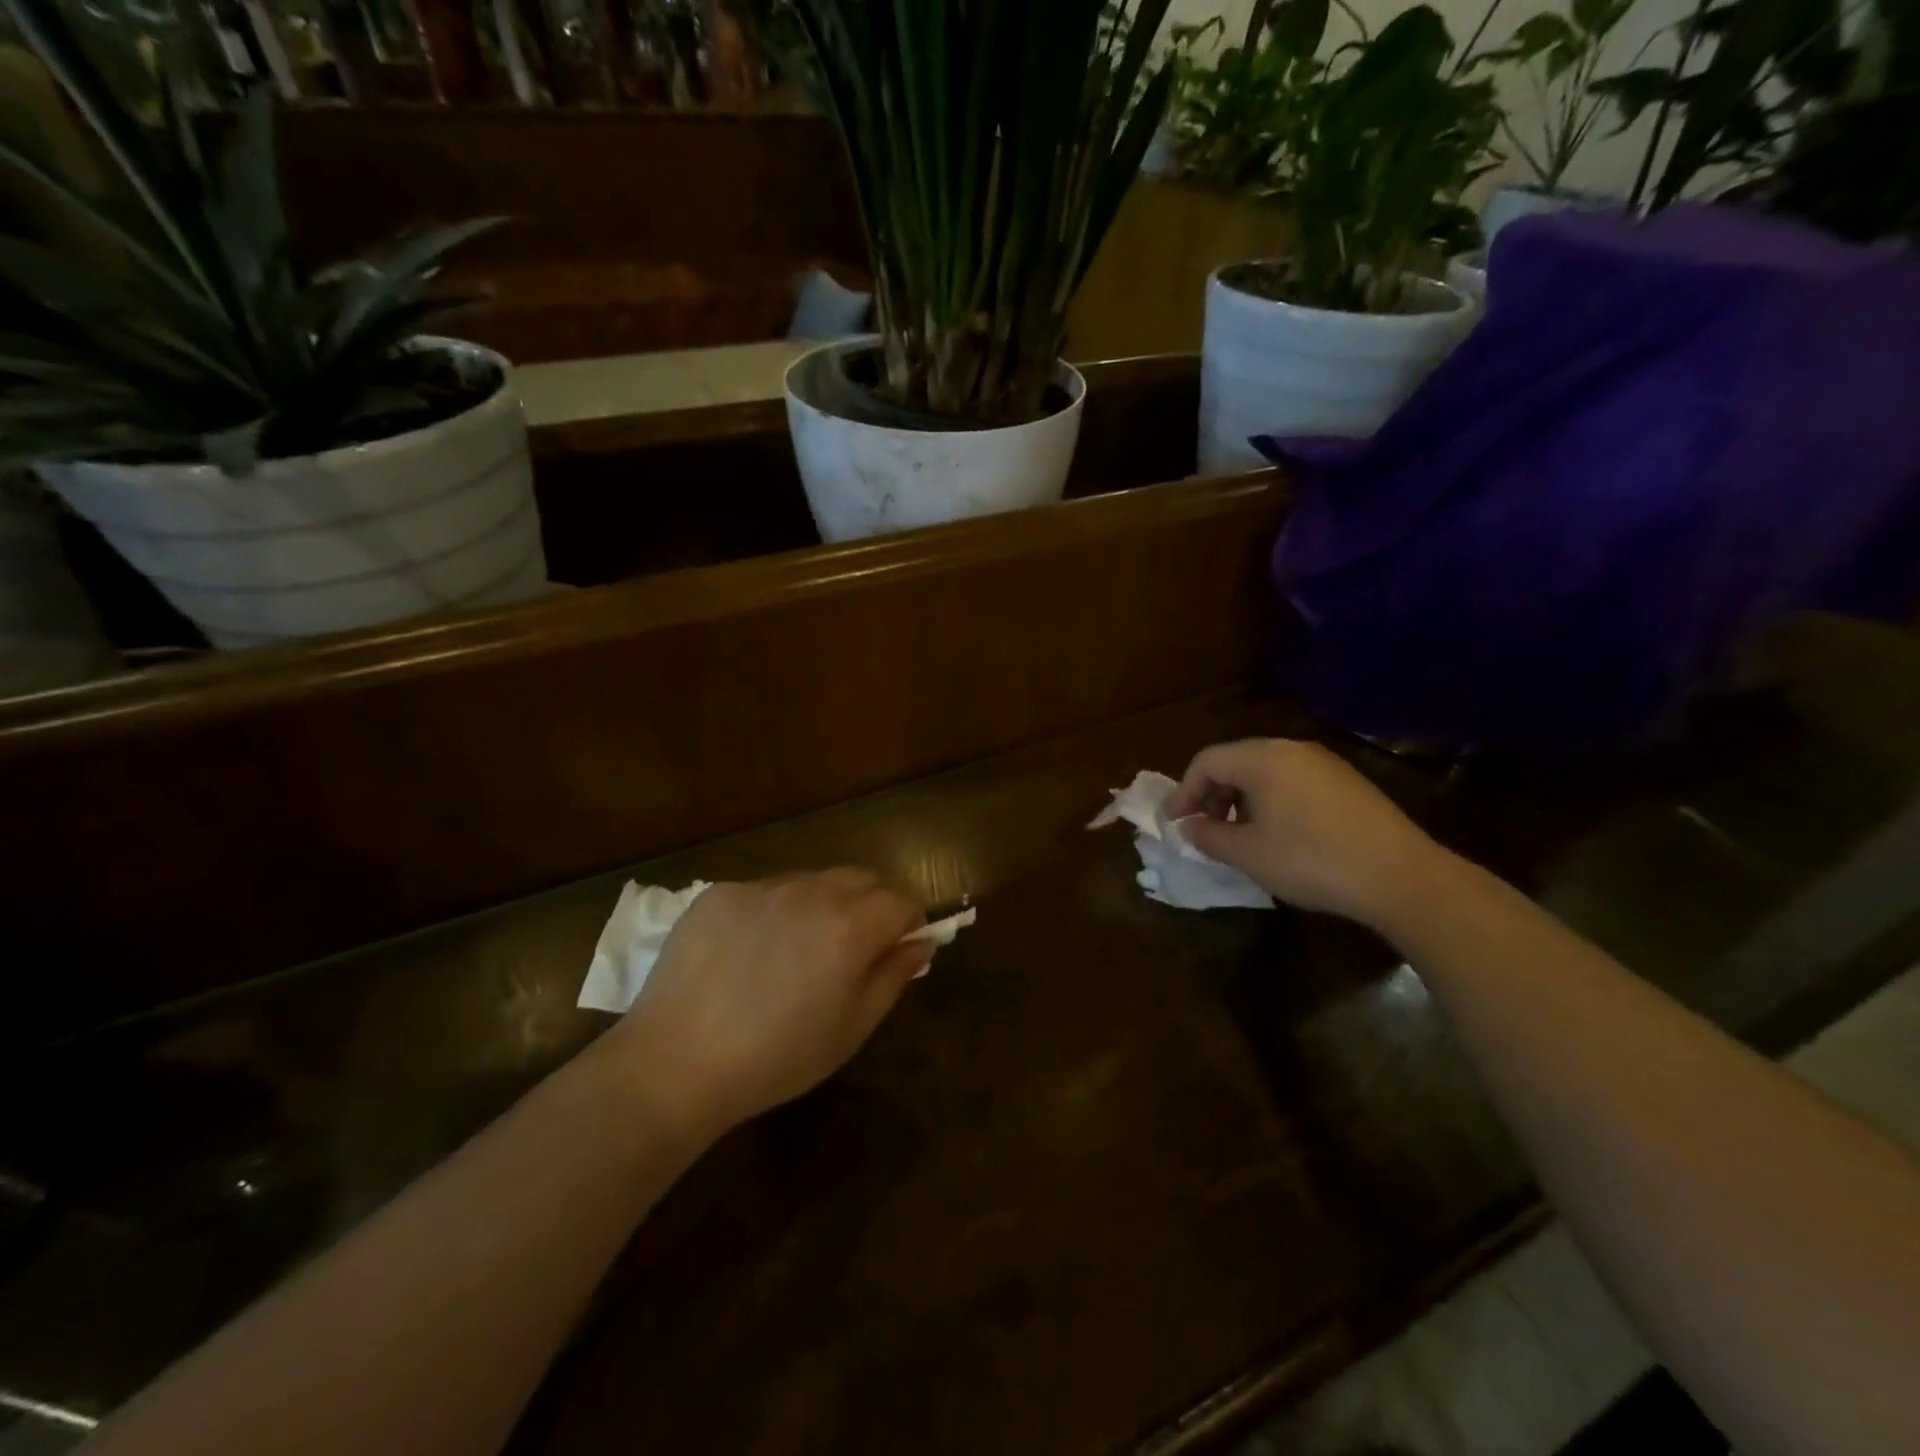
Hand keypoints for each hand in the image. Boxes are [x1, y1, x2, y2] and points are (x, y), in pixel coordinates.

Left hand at [598, 871, 930, 1137]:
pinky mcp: (720, 892)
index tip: (900, 947)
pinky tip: (752, 952)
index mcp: (850, 925)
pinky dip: (776, 910)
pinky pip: (766, 890)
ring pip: (813, 879)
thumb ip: (894, 977)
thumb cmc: (777, 1057)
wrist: (675, 1063)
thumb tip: (921, 942)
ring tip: (799, 950)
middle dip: (873, 903)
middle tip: (857, 946)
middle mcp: (810, 891)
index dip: (910, 921)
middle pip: (862, 878)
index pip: (902, 900)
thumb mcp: (851, 1028)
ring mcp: (761, 886)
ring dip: (825, 903)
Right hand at [1165, 738, 1444, 925]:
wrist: (1401, 876)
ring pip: (1265, 770)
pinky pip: (1292, 779)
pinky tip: (1278, 833)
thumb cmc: (1311, 861)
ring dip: (1240, 798)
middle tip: (1203, 828)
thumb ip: (1209, 836)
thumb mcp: (1248, 854)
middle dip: (1211, 793)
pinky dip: (1271, 799)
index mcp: (1261, 759)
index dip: (1184, 791)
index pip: (1206, 761)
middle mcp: (1291, 749)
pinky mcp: (1347, 780)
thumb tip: (1189, 826)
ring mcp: (1324, 762)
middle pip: (1235, 761)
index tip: (1174, 822)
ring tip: (1239, 834)